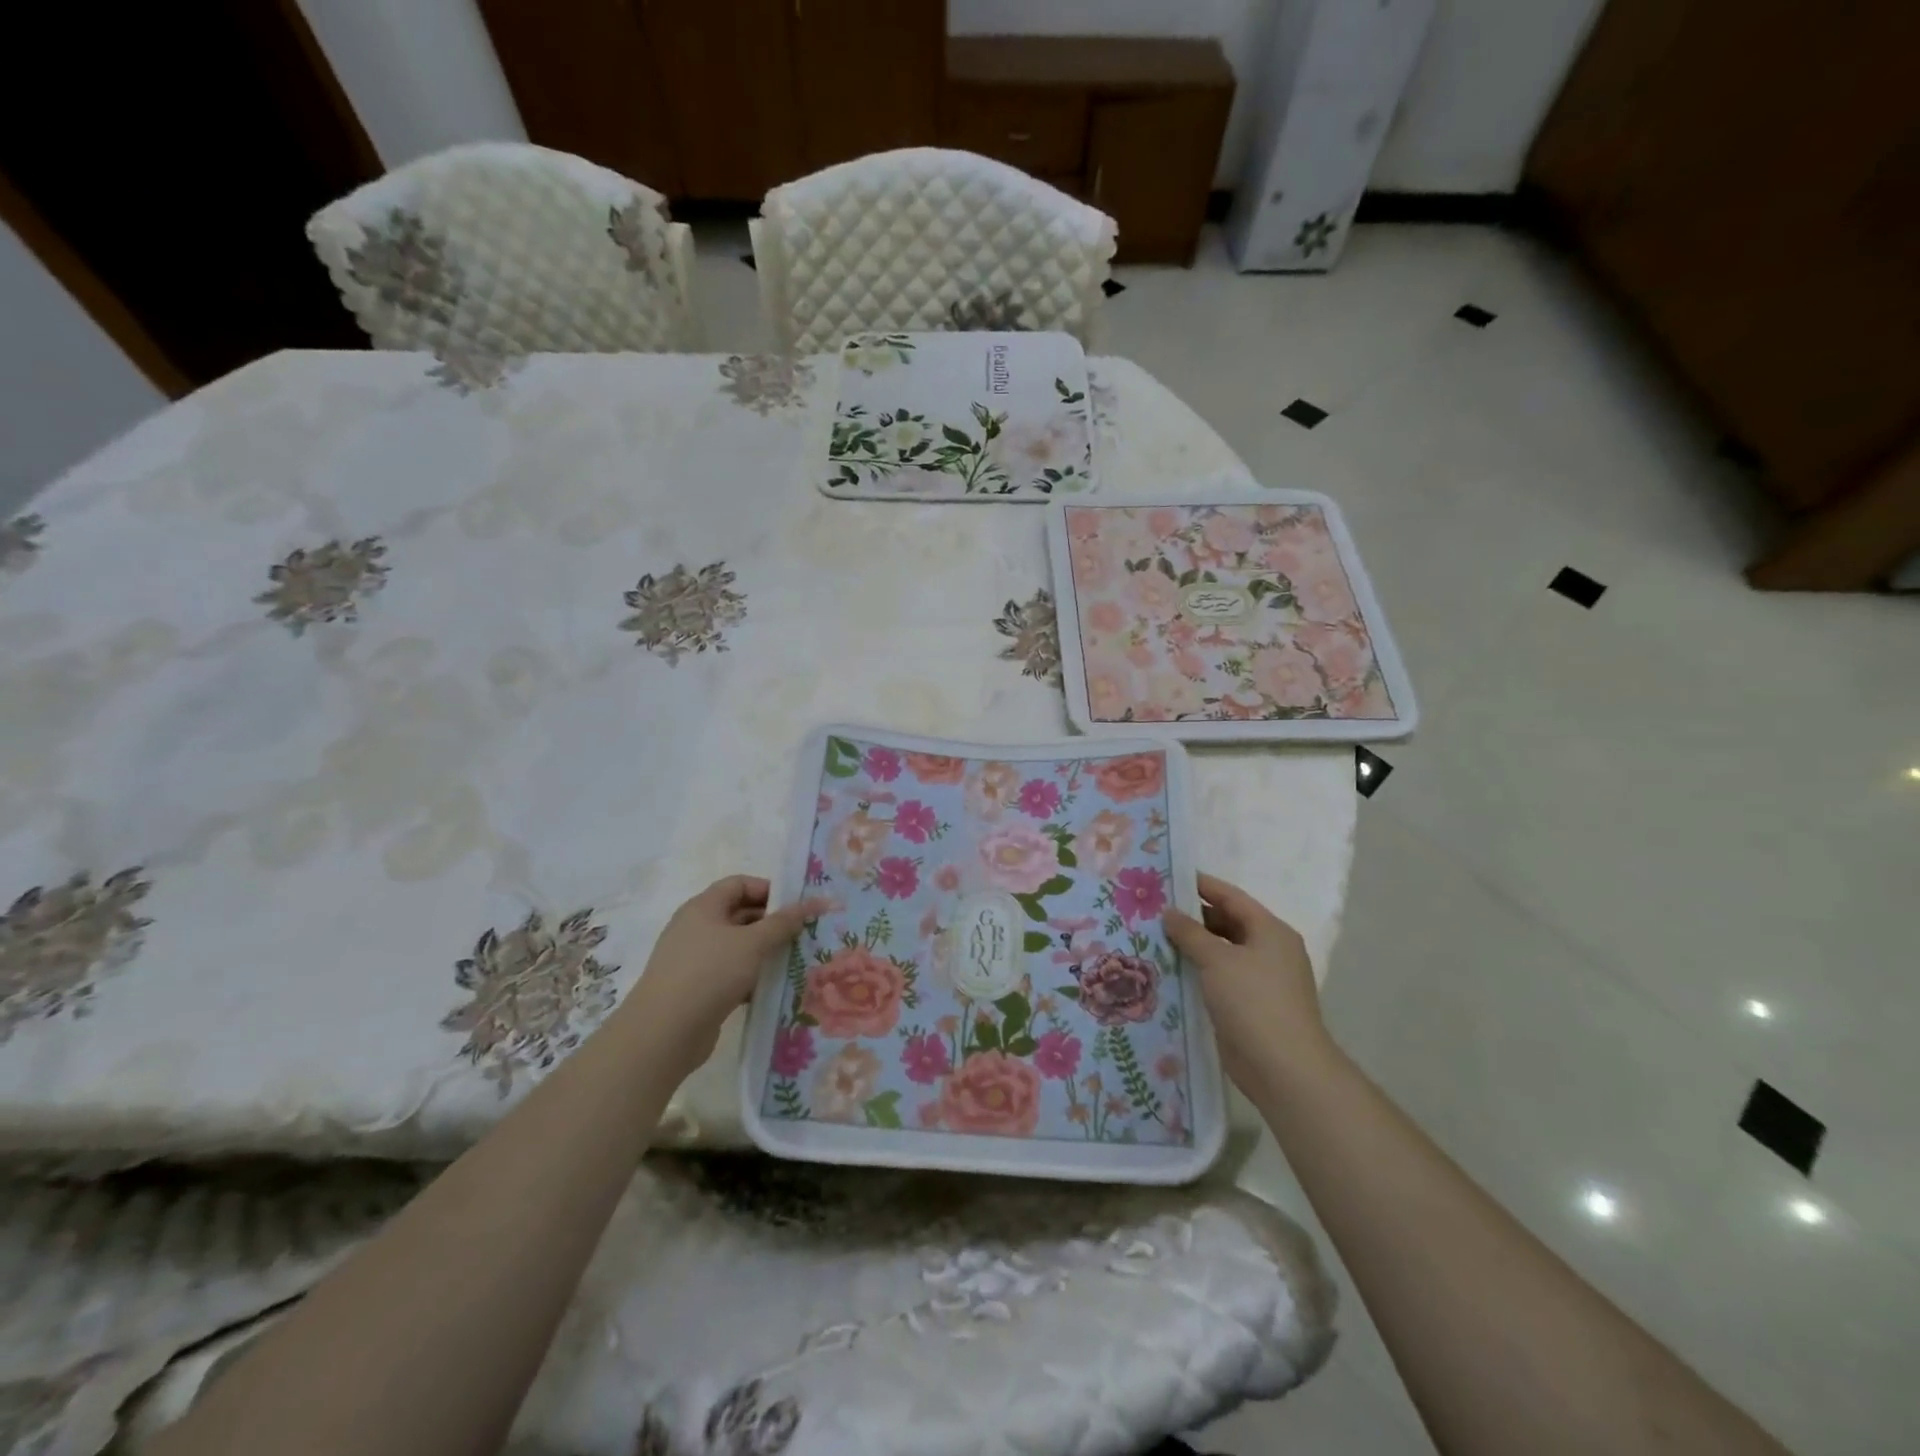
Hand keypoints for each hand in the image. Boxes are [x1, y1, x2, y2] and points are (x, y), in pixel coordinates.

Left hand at [623, 876, 830, 1073]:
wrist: (664, 1033)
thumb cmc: (710, 973)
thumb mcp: (753, 943)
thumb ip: (784, 922)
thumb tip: (815, 901)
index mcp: (703, 907)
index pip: (739, 884)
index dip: (769, 890)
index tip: (796, 906)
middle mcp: (696, 928)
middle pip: (739, 914)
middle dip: (771, 923)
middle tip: (803, 934)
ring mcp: (694, 959)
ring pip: (737, 947)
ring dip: (764, 952)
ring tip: (794, 961)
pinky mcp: (696, 989)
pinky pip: (729, 973)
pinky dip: (750, 977)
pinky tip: (772, 988)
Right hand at [1164, 872, 1331, 1090]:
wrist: (1283, 1068)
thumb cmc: (1253, 1001)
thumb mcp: (1217, 959)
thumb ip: (1190, 933)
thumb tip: (1169, 912)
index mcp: (1270, 931)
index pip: (1231, 897)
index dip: (1201, 885)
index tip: (1168, 877)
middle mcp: (1268, 950)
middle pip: (1226, 922)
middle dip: (1192, 916)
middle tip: (1153, 909)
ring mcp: (1260, 980)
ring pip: (1221, 952)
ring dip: (1192, 946)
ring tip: (1153, 937)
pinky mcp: (1249, 1006)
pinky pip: (1218, 978)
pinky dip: (1197, 971)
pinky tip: (1168, 970)